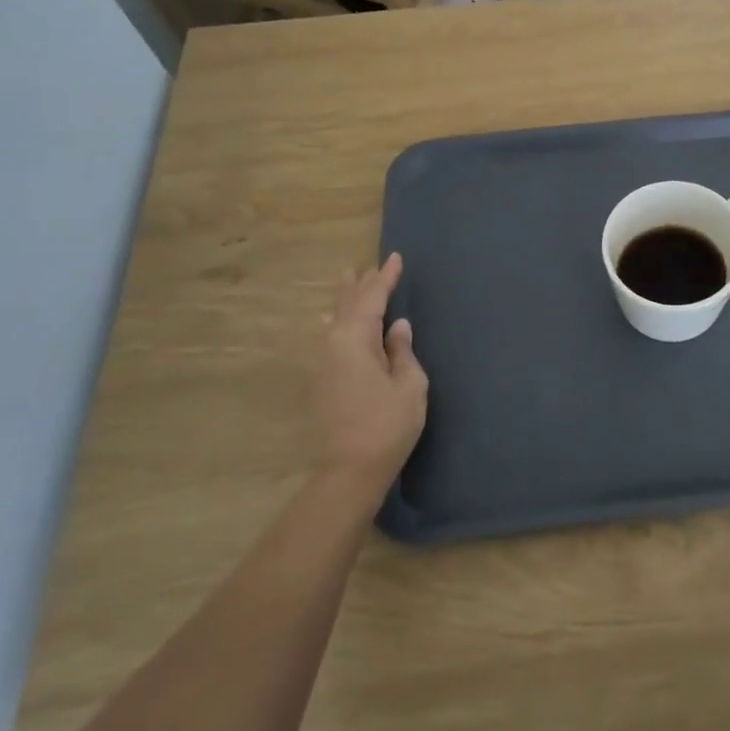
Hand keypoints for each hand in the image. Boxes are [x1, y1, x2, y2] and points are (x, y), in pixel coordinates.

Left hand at [313, 254, 427, 491]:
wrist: (348, 472)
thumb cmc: (387, 425)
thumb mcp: (408, 385)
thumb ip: (402, 351)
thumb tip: (396, 327)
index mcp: (354, 339)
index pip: (372, 299)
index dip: (385, 278)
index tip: (395, 257)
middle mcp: (332, 344)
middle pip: (348, 305)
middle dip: (362, 284)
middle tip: (371, 265)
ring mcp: (322, 364)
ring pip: (335, 320)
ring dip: (345, 299)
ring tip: (348, 280)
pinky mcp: (320, 382)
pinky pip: (329, 337)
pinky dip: (337, 321)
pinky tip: (331, 321)